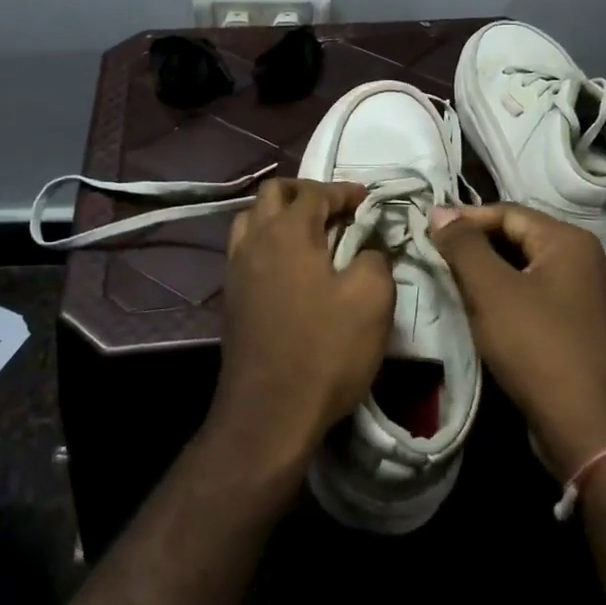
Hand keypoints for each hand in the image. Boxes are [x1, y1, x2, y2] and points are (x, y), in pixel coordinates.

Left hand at [210, 179, 393, 481]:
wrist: (269, 413)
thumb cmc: (325, 350)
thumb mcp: (372, 299)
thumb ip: (374, 258)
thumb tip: (367, 248)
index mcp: (287, 232)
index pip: (314, 192)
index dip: (344, 191)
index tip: (367, 199)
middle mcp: (254, 241)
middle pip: (272, 194)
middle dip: (305, 192)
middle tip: (335, 209)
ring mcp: (236, 270)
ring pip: (251, 219)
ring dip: (279, 215)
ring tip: (310, 233)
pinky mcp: (231, 298)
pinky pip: (245, 250)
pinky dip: (267, 242)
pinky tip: (290, 267)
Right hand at [432, 204, 605, 475]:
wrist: (591, 427)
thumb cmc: (538, 347)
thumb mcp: (492, 291)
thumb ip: (464, 246)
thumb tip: (440, 210)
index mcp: (568, 241)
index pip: (507, 212)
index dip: (465, 219)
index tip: (427, 233)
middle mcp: (582, 260)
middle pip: (517, 238)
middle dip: (475, 247)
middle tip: (434, 258)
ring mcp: (582, 295)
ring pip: (523, 270)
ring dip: (486, 275)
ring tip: (450, 284)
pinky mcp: (577, 327)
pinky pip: (533, 298)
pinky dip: (504, 299)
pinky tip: (480, 314)